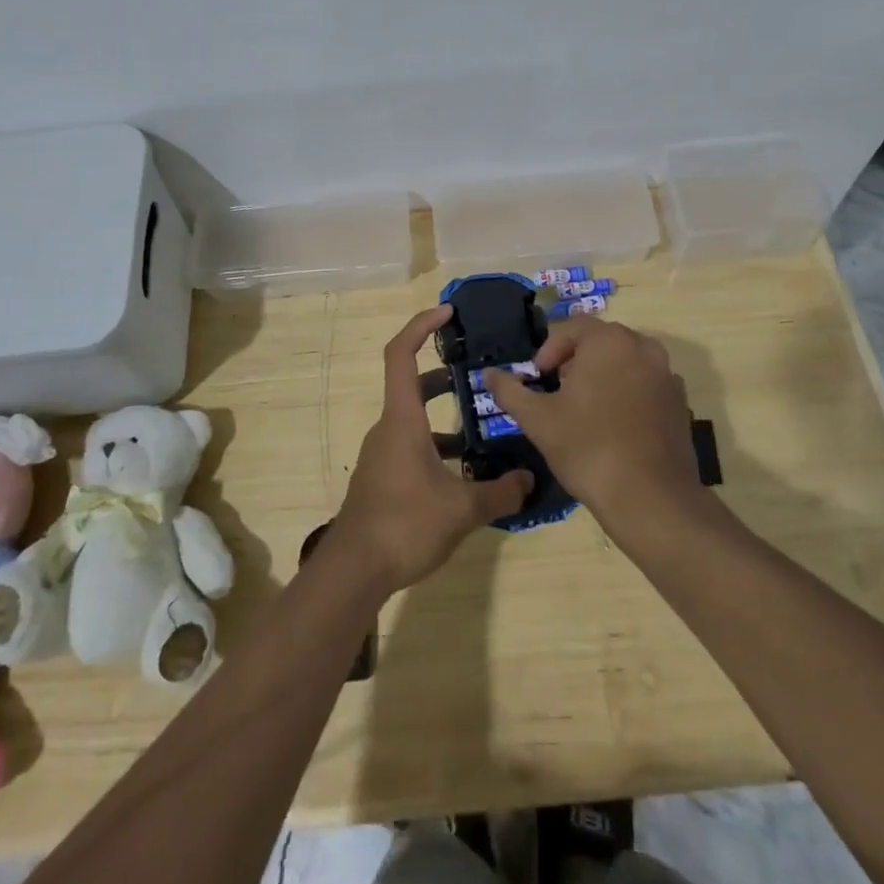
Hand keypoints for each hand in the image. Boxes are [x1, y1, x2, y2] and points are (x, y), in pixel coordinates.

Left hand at [333, 306, 532, 591]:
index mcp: (402, 419)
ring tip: (484, 428)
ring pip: (414, 420)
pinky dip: (437, 448)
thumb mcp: (461, 509)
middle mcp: (388, 428)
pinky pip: (412, 447)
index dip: (421, 326)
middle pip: (412, 385)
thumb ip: (499, 492)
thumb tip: (529, 481)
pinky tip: (464, 474)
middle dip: (444, 375)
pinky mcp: (383, 477)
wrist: (355, 570)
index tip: (447, 313)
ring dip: (445, 418)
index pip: (401, 354)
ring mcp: (382, 454)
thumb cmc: (405, 524)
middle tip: (479, 375)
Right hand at [483, 316, 697, 522]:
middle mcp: (643, 347)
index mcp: (609, 341)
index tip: (538, 378)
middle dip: (575, 360)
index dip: (550, 349)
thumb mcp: (537, 419)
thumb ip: (510, 390)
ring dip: (602, 375)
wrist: (650, 498)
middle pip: (601, 341)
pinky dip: (627, 393)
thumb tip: (488, 374)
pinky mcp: (680, 403)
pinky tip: (613, 426)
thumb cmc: (587, 448)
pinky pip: (645, 384)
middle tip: (557, 391)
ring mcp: (667, 375)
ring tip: (584, 409)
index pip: (572, 327)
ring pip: (625, 362)